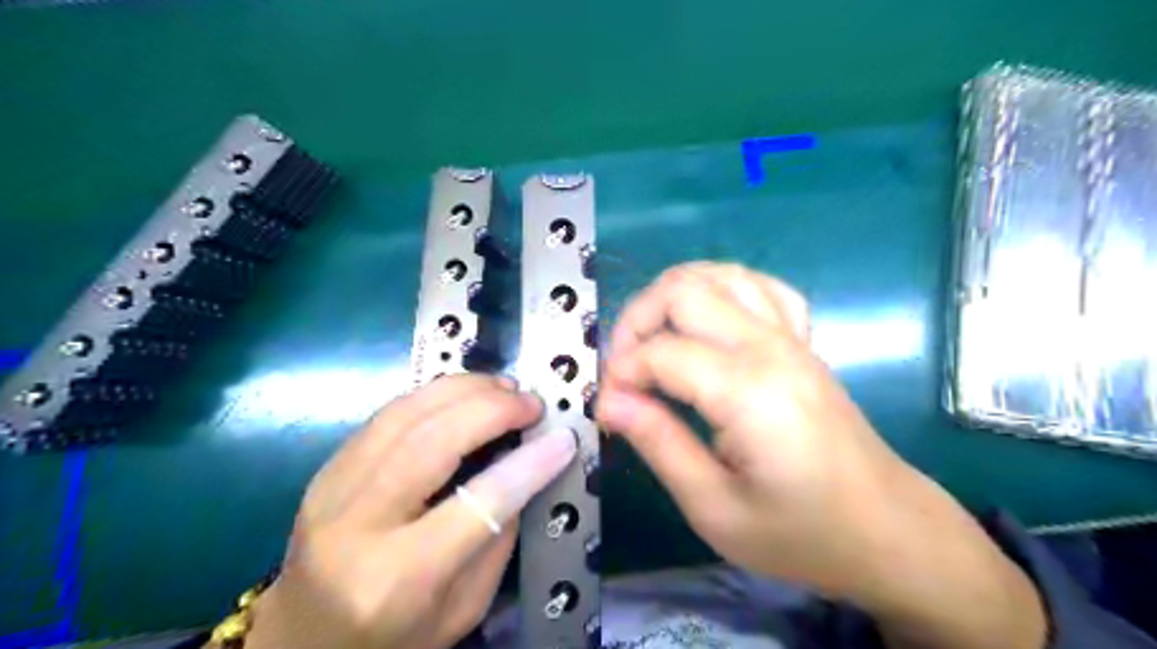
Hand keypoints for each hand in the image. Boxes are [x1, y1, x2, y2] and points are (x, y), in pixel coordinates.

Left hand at [248, 374, 583, 648]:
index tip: (562, 438)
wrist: (302, 642)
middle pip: (432, 443)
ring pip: (405, 415)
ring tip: (503, 387)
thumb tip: (527, 466)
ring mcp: (330, 490)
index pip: (477, 505)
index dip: (528, 465)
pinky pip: (387, 414)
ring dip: (463, 389)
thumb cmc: (393, 638)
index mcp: (397, 579)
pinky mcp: (326, 469)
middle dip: (492, 410)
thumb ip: (497, 538)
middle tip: (531, 402)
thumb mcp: (462, 609)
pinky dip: (434, 395)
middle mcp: (356, 526)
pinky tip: (465, 394)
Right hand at [597, 260, 1049, 648]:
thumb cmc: (801, 533)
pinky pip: (758, 286)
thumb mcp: (715, 508)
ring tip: (654, 341)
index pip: (660, 353)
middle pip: (683, 290)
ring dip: (672, 296)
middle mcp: (769, 346)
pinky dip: (720, 289)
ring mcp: (791, 336)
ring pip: (718, 274)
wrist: (887, 530)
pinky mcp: (802, 341)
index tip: (607, 409)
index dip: (620, 374)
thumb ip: (658, 443)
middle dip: (636, 321)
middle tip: (624, 370)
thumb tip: (609, 400)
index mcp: (748, 390)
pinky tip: (707, 323)